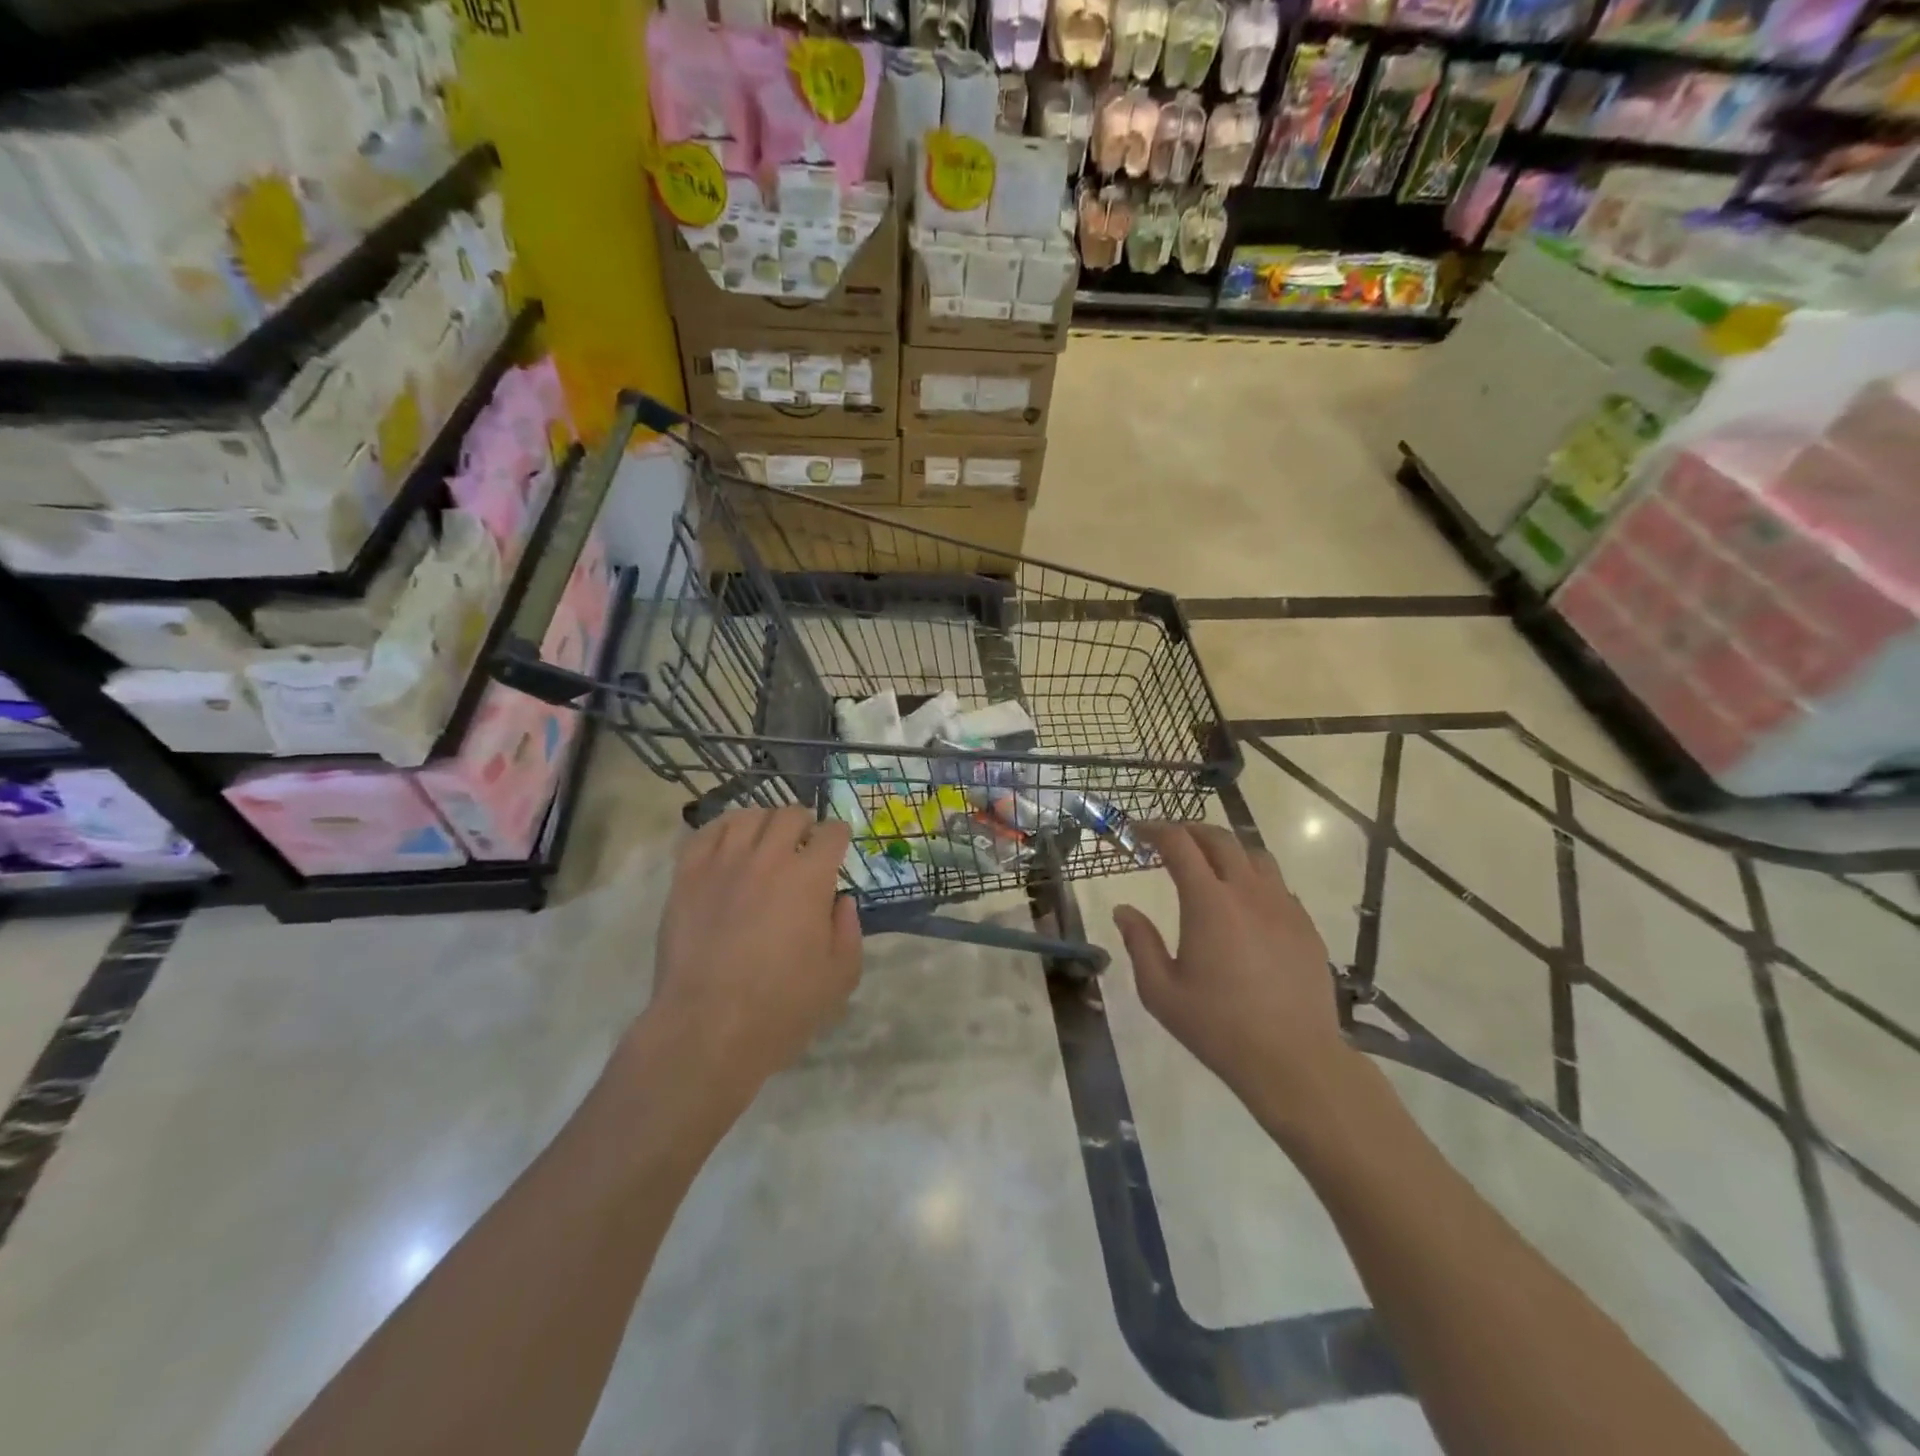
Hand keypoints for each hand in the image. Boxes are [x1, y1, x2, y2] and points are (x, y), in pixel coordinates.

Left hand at [643, 807, 862, 1103]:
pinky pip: (705, 834)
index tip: (838, 846)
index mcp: (810, 878)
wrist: (708, 1029)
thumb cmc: (782, 1008)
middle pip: (790, 814)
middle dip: (804, 823)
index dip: (839, 835)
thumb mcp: (840, 977)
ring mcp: (723, 864)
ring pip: (747, 816)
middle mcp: (768, 858)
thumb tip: (841, 901)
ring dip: (764, 822)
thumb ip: (849, 931)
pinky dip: (722, 830)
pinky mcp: (687, 877)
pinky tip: (728, 844)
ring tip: (765, 840)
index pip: (831, 832)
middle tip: (804, 844)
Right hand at [1114, 823, 1362, 1138]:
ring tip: (1209, 863)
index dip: (1155, 830)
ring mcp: (1283, 906)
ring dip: (1226, 849)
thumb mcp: (1161, 991)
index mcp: (1208, 903)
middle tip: (1169, 840)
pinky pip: (1277, 884)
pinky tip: (1245, 903)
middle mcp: (1248, 892)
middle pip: (1220, 839)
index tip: (1137, 831)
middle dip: (1190, 831)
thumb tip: (1124, 910)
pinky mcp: (1305, 926)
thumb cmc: (1218, 1027)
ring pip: (1254, 855)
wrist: (1294, 1060)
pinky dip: (1253, 877)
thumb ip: (1139, 943)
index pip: (1179, 844)